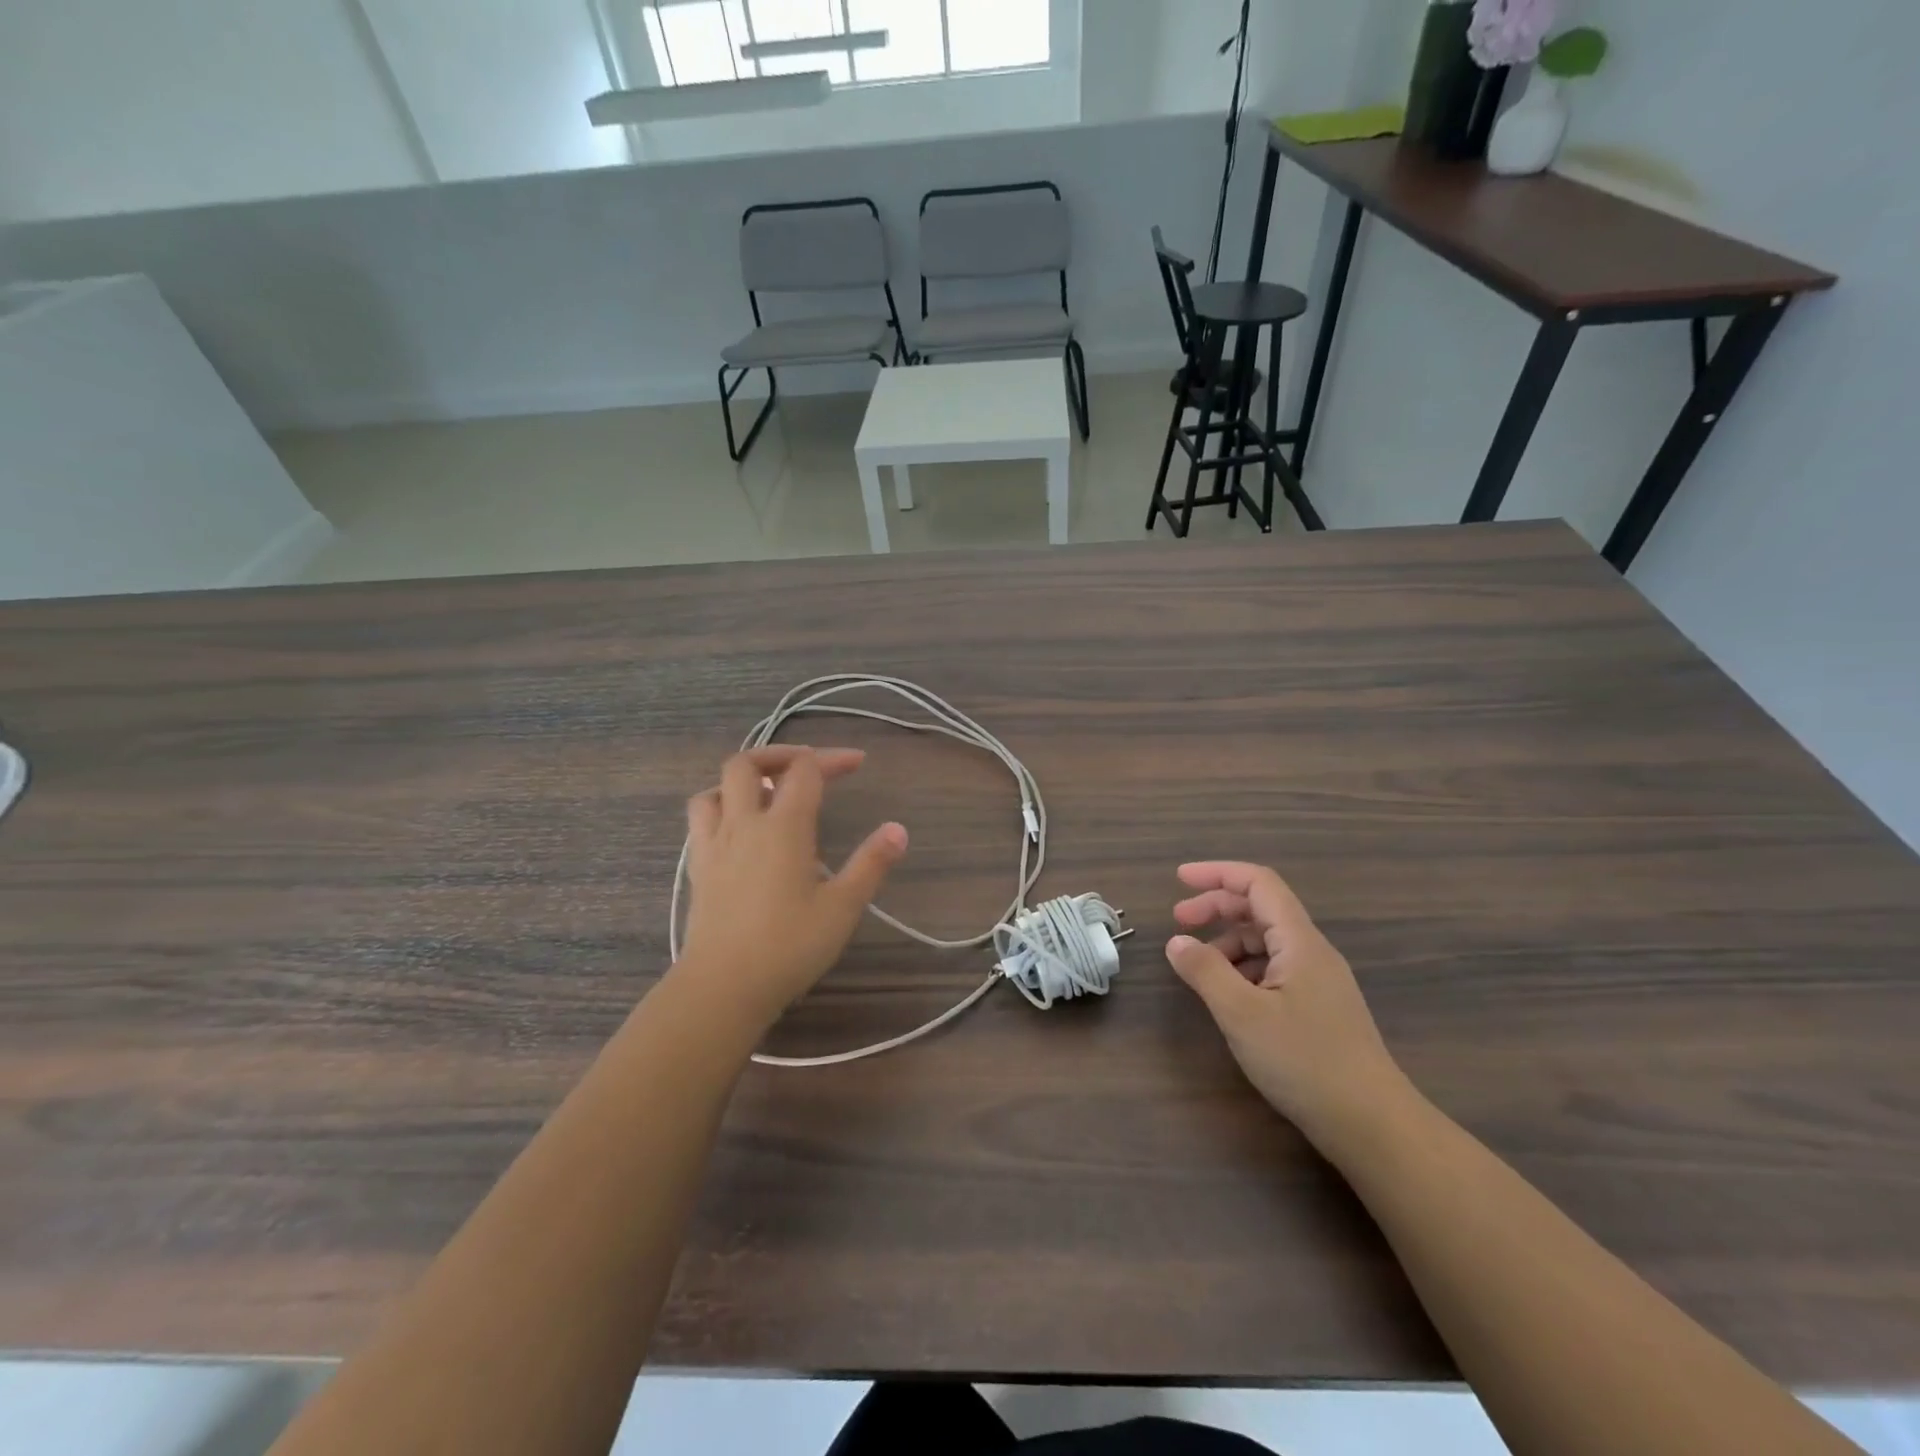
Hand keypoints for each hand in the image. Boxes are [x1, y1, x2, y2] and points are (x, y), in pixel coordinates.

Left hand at [678, 747, 907, 1031]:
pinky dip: (721, 806)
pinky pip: (701, 817)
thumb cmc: (789, 946)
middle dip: (780, 755)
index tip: (857, 764)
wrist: (723, 986)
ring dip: (743, 780)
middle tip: (807, 767)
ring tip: (768, 794)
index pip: (805, 770)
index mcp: (784, 827)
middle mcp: (744, 823)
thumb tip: (898, 829)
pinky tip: (738, 828)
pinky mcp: (698, 866)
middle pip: (748, 763)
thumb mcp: (842, 907)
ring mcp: (714, 843)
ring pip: (717, 787)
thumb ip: (871, 864)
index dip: (832, 759)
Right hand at [1166, 861, 1409, 1150]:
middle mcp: (1312, 952)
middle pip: (1260, 909)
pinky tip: (1228, 996)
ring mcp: (1319, 981)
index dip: (1217, 873)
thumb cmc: (1305, 1062)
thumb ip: (1205, 971)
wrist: (1372, 1125)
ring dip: (1227, 943)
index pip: (1258, 883)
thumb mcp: (1242, 1014)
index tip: (1179, 880)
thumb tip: (1177, 942)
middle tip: (1178, 922)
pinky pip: (1274, 969)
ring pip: (1266, 942)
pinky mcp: (1319, 1008)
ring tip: (1198, 968)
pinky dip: (1243, 969)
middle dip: (1216, 907)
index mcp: (1300, 941)